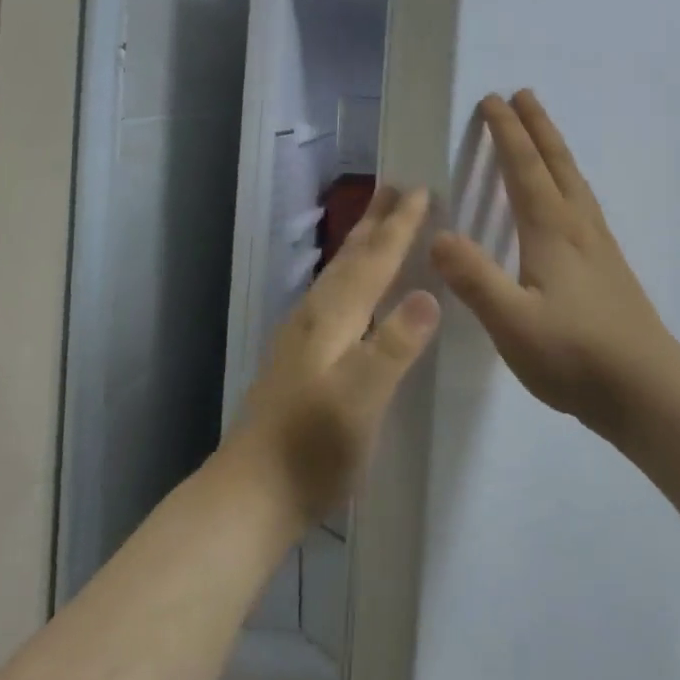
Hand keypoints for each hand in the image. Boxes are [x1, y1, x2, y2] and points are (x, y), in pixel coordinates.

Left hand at [228, 185, 440, 526]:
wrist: (251, 495)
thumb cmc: (313, 449)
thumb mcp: (362, 399)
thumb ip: (394, 345)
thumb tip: (428, 294)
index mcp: (332, 318)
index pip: (373, 260)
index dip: (399, 226)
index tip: (421, 189)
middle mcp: (314, 315)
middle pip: (350, 257)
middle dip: (375, 221)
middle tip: (395, 185)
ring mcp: (302, 336)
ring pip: (339, 274)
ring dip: (361, 243)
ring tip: (378, 222)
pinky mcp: (299, 357)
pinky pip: (334, 295)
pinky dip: (351, 275)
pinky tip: (353, 290)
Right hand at [431, 91, 679, 437]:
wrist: (647, 388)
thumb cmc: (575, 356)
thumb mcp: (513, 323)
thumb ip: (475, 278)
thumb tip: (438, 234)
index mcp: (552, 232)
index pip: (525, 169)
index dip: (507, 133)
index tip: (492, 100)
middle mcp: (578, 227)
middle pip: (556, 163)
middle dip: (537, 127)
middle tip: (522, 94)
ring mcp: (599, 245)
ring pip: (574, 181)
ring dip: (556, 148)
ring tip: (544, 132)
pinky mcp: (609, 265)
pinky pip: (583, 202)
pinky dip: (569, 179)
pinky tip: (570, 198)